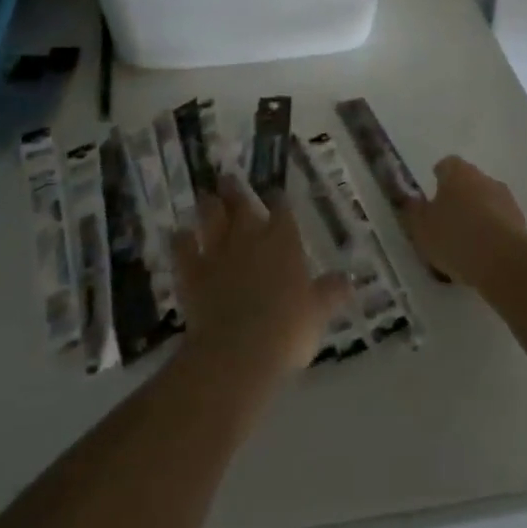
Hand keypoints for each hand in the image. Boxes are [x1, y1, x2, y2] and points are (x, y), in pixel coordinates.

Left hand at [174, 175, 350, 381]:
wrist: (238, 350)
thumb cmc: (287, 330)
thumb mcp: (318, 313)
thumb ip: (330, 293)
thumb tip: (347, 280)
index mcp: (283, 242)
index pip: (282, 211)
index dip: (278, 200)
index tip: (275, 193)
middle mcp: (249, 238)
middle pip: (241, 205)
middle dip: (235, 190)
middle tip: (227, 178)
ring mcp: (218, 252)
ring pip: (210, 218)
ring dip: (208, 206)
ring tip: (205, 196)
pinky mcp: (192, 271)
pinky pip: (183, 248)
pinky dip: (181, 240)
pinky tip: (179, 235)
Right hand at [402, 156, 526, 288]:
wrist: (504, 261)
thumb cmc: (454, 236)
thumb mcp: (421, 227)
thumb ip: (413, 211)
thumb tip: (412, 200)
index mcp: (458, 172)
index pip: (447, 164)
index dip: (439, 176)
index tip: (433, 190)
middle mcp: (484, 178)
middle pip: (469, 182)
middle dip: (459, 196)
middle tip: (446, 218)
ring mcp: (506, 200)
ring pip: (487, 202)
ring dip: (478, 214)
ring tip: (465, 240)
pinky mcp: (521, 223)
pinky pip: (500, 222)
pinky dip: (491, 232)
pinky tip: (482, 253)